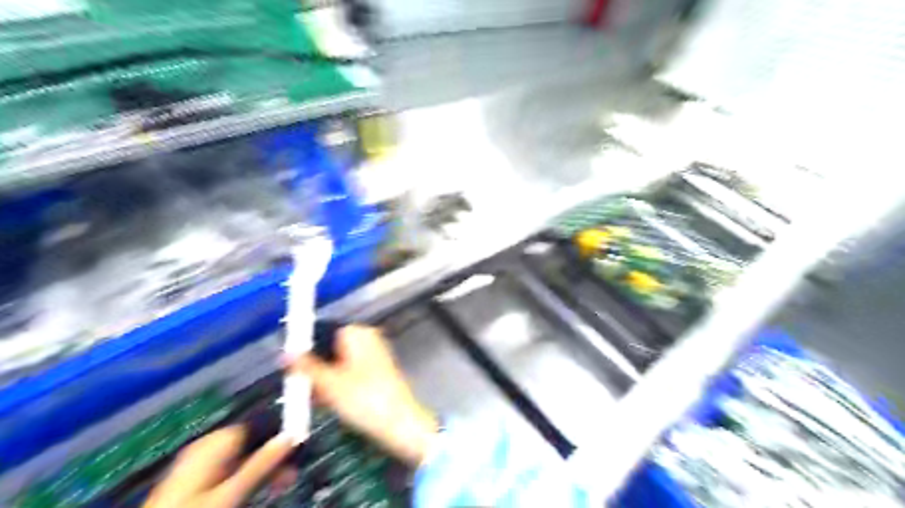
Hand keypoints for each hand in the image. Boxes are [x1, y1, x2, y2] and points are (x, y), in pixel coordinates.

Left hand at [140, 424, 292, 507]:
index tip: (298, 448)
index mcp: (214, 442)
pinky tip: (254, 489)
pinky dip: (245, 477)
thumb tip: (291, 436)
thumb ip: (262, 463)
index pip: (258, 423)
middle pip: (252, 441)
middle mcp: (206, 446)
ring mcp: (198, 463)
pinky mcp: (195, 479)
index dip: (281, 433)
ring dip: (262, 469)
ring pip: (242, 457)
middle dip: (273, 455)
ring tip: (278, 485)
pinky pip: (230, 469)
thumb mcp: (232, 491)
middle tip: (290, 474)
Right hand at [296, 328, 440, 466]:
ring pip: (338, 362)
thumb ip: (306, 367)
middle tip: (298, 386)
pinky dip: (337, 384)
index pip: (322, 331)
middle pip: (330, 347)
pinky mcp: (378, 372)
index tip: (288, 366)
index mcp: (357, 332)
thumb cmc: (364, 398)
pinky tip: (327, 402)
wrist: (400, 423)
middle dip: (313, 366)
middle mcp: (368, 338)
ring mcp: (375, 355)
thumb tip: (285, 354)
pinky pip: (350, 373)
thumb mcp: (329, 384)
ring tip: (310, 397)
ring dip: (323, 378)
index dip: (304, 348)